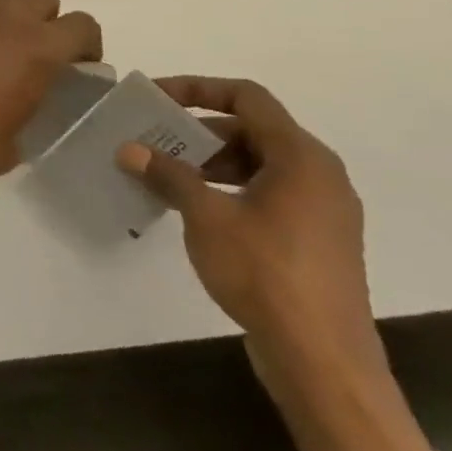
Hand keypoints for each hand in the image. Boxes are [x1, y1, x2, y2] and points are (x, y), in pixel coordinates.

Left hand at [0, 0, 101, 195]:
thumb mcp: (11, 147)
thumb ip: (30, 114)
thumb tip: (25, 104)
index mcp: (36, 49)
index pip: (82, 26)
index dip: (86, 46)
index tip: (78, 70)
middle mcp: (5, 18)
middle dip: (47, 21)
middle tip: (38, 57)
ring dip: (9, 16)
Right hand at [114, 77, 386, 401]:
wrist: (323, 362)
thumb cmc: (265, 273)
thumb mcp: (206, 216)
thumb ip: (168, 175)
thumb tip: (129, 149)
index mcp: (301, 158)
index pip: (247, 97)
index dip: (198, 88)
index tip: (156, 99)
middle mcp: (320, 175)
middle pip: (252, 130)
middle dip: (199, 131)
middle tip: (154, 141)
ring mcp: (323, 211)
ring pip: (260, 163)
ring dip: (211, 162)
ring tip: (167, 175)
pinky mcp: (317, 241)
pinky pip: (270, 193)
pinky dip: (231, 188)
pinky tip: (196, 210)